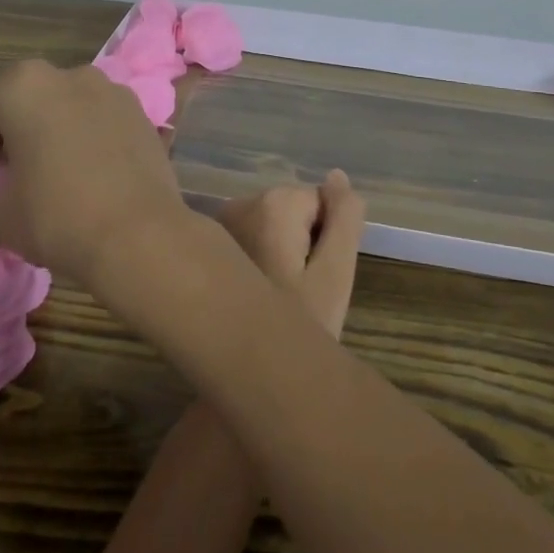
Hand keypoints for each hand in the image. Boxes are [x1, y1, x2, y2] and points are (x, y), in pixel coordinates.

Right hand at [0, 60, 187, 282]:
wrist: (140, 233)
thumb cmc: (58, 214)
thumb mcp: (0, 220)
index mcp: (26, 85)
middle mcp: (71, 74)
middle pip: (20, 108)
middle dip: (0, 147)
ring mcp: (111, 90)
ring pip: (61, 113)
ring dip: (41, 143)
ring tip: (33, 186)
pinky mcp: (140, 114)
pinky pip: (96, 124)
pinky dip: (78, 145)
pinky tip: (76, 182)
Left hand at [219, 170, 365, 338]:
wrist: (239, 376)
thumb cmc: (296, 328)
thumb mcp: (335, 276)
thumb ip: (344, 220)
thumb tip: (337, 177)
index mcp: (273, 204)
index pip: (319, 203)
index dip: (325, 240)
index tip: (313, 277)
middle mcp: (241, 202)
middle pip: (293, 211)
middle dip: (302, 243)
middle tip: (299, 292)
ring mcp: (220, 222)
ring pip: (272, 225)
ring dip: (281, 252)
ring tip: (277, 295)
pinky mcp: (209, 242)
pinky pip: (250, 237)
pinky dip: (259, 258)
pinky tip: (255, 292)